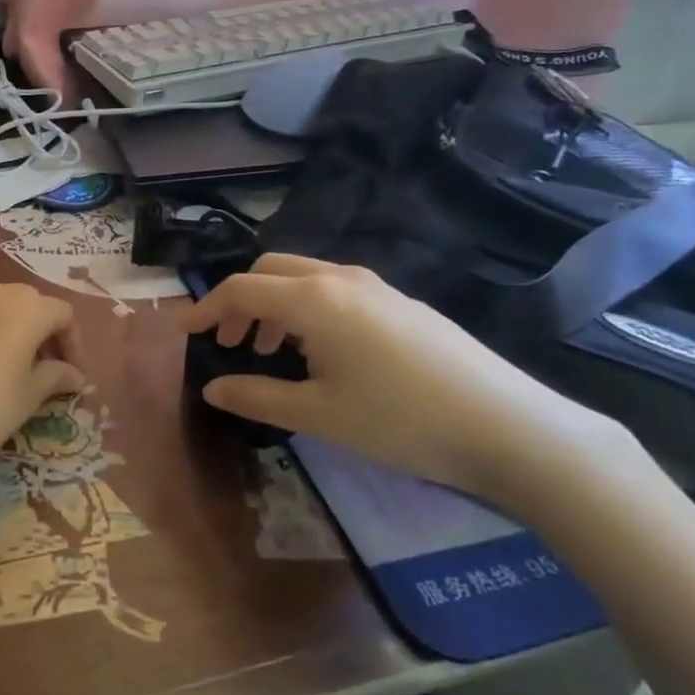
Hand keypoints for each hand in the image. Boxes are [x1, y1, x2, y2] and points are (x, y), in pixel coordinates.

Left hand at [0, 281, 84, 514]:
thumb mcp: (30, 396)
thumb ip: (56, 376)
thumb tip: (74, 374)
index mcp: (26, 306)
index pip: (63, 315)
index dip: (74, 344)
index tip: (74, 376)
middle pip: (29, 305)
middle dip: (42, 334)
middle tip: (45, 371)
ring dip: (8, 332)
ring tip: (8, 368)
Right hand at [184, 255, 628, 504]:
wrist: (507, 425)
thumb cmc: (399, 420)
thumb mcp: (318, 415)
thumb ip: (257, 396)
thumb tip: (212, 389)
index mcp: (312, 299)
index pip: (241, 288)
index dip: (208, 308)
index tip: (187, 331)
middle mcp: (340, 279)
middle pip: (271, 269)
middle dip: (242, 300)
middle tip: (232, 342)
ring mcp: (376, 287)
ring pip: (306, 277)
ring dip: (276, 304)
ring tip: (271, 350)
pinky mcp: (403, 302)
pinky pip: (336, 290)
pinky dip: (309, 308)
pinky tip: (323, 352)